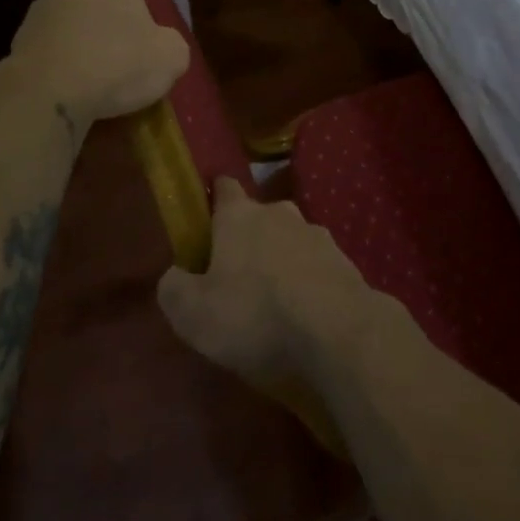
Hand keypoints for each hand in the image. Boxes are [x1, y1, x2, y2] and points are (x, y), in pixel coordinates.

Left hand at [7, 0, 189, 126]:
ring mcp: (41, 12)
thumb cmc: (117, 65)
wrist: (48, 98)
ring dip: (68, 5)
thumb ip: (169, 44)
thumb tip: (163, 45)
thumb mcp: (168, 58)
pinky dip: (56, 43)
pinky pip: (42, 33)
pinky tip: (71, 70)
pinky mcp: (21, 43)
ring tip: (90, 40)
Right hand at [156, 177, 386, 390]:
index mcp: (239, 216)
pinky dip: (308, 282)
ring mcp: (317, 235)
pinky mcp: (345, 262)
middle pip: (259, 216)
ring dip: (281, 260)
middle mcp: (279, 214)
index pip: (224, 188)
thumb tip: (175, 275)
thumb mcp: (194, 314)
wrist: (339, 332)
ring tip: (273, 299)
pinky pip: (316, 267)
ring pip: (290, 240)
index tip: (207, 215)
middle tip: (236, 273)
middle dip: (248, 237)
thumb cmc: (256, 315)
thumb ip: (174, 289)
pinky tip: (304, 312)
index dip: (214, 198)